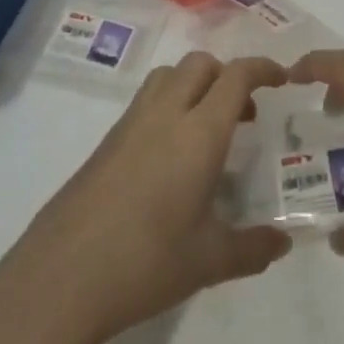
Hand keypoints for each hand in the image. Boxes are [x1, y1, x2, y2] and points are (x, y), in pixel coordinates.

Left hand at [0, 52, 290, 343]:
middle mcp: (164, 114)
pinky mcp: (105, 142)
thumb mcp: (209, 261)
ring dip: (195, 84)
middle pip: (200, 64)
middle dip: (228, 74)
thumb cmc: (145, 263)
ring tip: (208, 129)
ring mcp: (129, 125)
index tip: (282, 79)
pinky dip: (169, 106)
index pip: (236, 76)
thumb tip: (283, 242)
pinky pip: (146, 102)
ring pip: (168, 76)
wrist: (60, 279)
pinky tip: (171, 158)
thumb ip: (253, 247)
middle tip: (246, 113)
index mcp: (198, 132)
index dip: (263, 68)